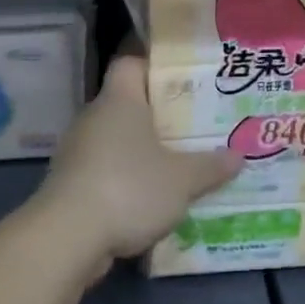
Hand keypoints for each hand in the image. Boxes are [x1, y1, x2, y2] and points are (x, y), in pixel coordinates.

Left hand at [36, 54, 240, 276]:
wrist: (65, 239)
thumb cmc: (128, 188)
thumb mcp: (182, 180)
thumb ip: (210, 166)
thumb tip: (238, 156)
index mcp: (119, 100)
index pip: (130, 64)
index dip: (154, 67)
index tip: (182, 82)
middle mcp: (94, 118)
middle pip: (126, 104)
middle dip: (157, 117)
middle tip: (191, 127)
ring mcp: (77, 153)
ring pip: (115, 141)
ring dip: (140, 153)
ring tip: (176, 166)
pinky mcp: (69, 186)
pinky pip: (104, 172)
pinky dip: (124, 182)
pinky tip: (149, 201)